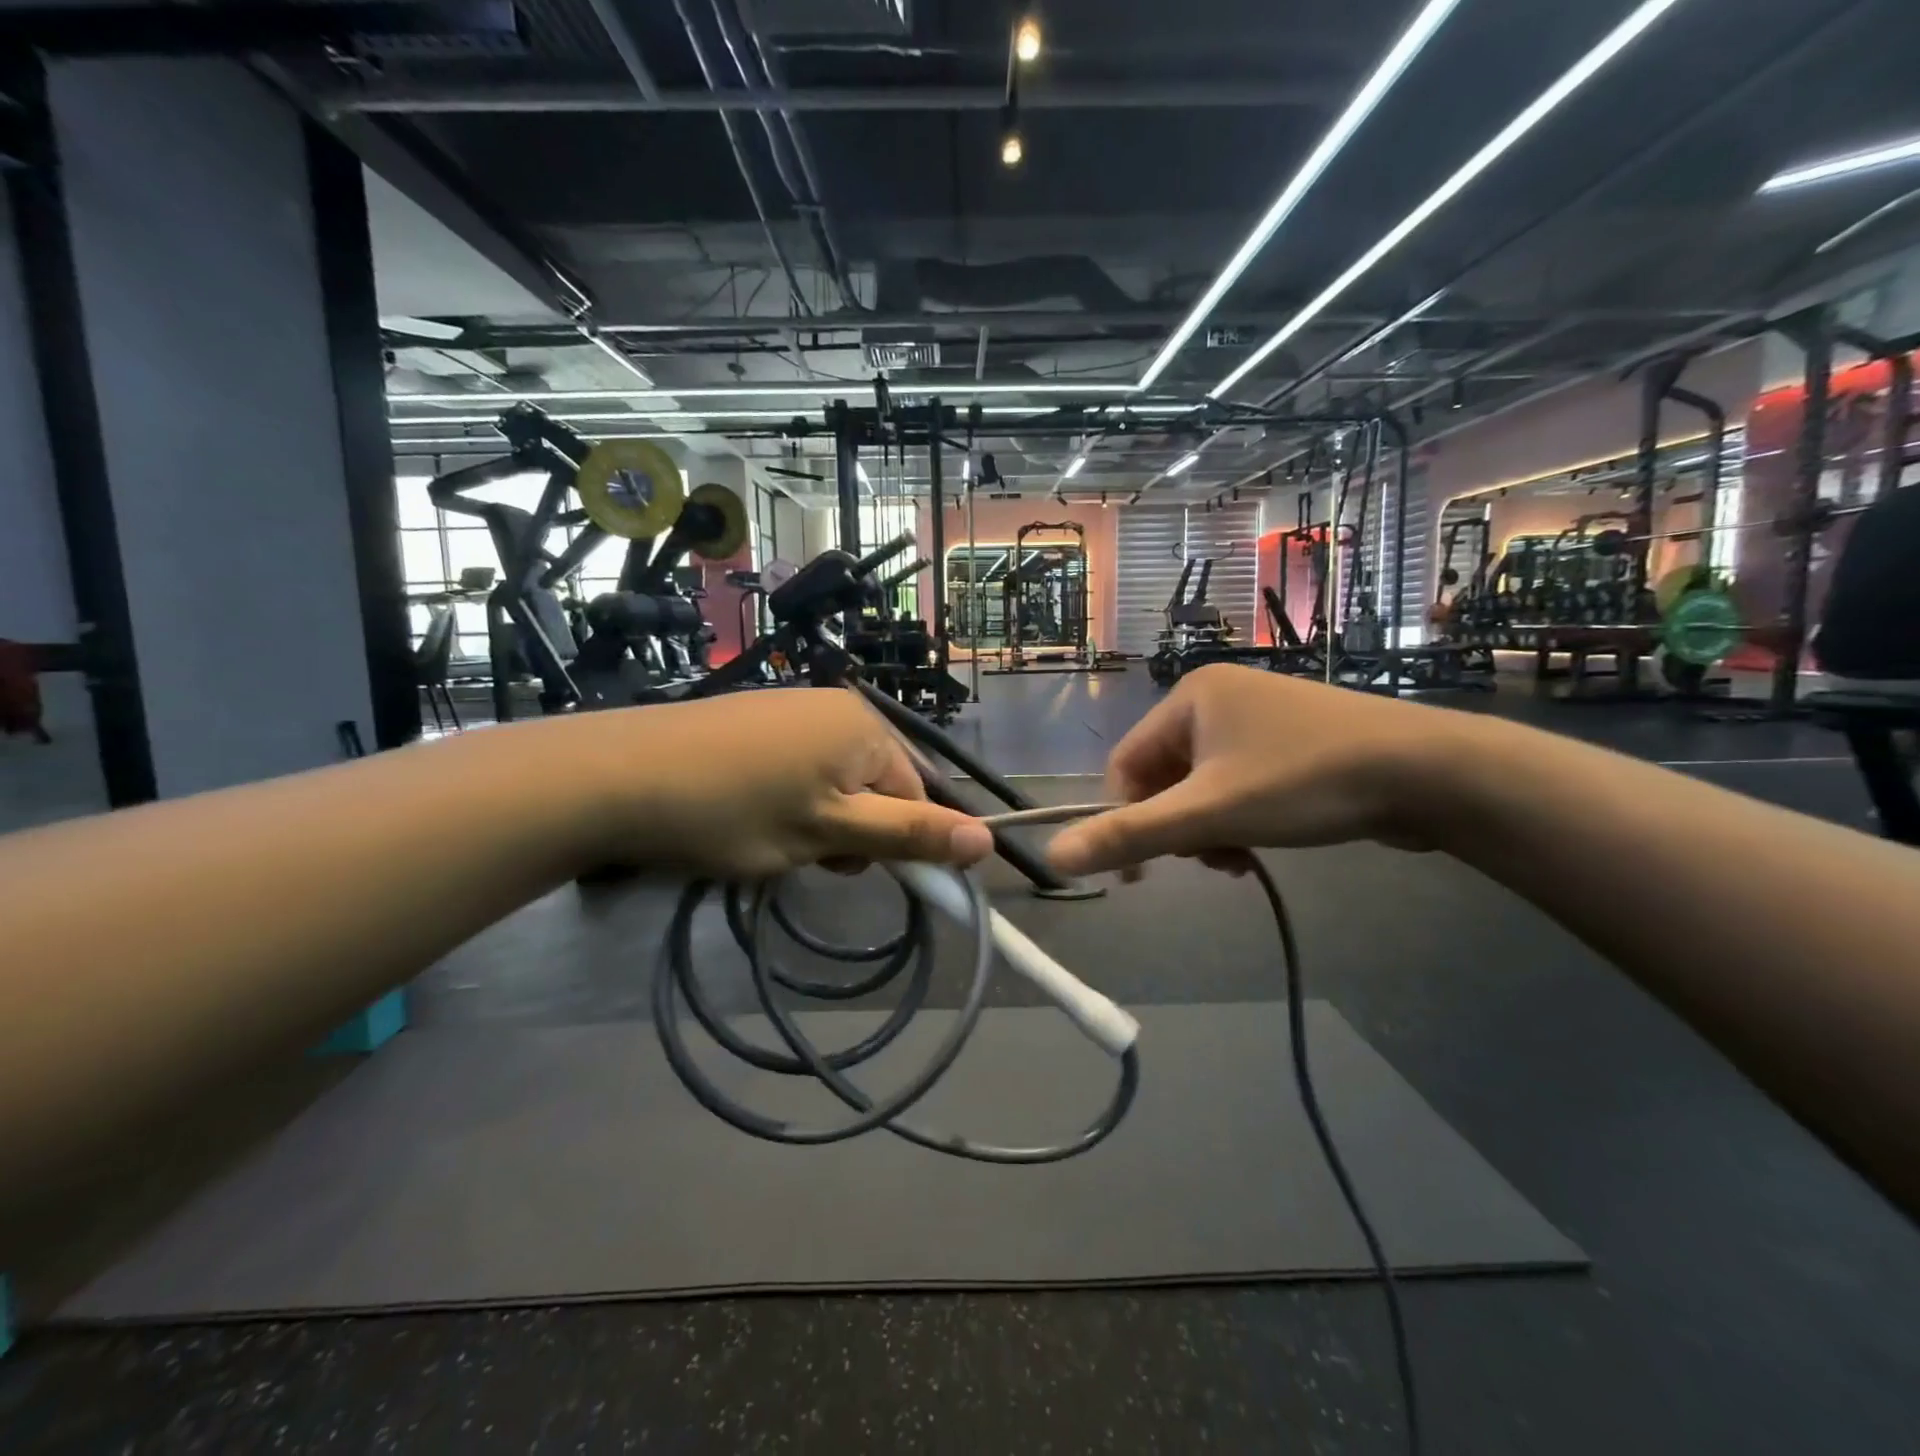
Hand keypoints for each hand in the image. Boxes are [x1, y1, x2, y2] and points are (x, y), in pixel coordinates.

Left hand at [565, 689, 995, 878]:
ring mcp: (794, 708)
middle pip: (878, 785)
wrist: (618, 777)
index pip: (917, 794)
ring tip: (773, 838)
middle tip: (806, 854)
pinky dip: (791, 797)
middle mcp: (838, 706)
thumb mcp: (830, 832)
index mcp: (866, 728)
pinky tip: (750, 812)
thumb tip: (989, 841)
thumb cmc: (735, 810)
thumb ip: (911, 835)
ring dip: (822, 818)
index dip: (897, 842)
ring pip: (838, 781)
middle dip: (855, 829)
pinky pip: (802, 765)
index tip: (851, 872)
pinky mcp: (757, 718)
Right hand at [1047, 665, 1472, 875]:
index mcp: (1189, 696)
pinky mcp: (1292, 740)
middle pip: (1165, 775)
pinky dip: (1238, 816)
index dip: (1126, 818)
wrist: (1429, 772)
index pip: (1126, 764)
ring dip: (1208, 827)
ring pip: (1202, 784)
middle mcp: (1219, 696)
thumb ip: (1129, 836)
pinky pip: (1238, 781)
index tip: (1145, 870)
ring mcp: (1259, 716)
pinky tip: (1260, 843)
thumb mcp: (1209, 814)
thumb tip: (1052, 857)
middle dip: (1178, 825)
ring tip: (1238, 857)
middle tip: (1209, 858)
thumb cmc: (1305, 782)